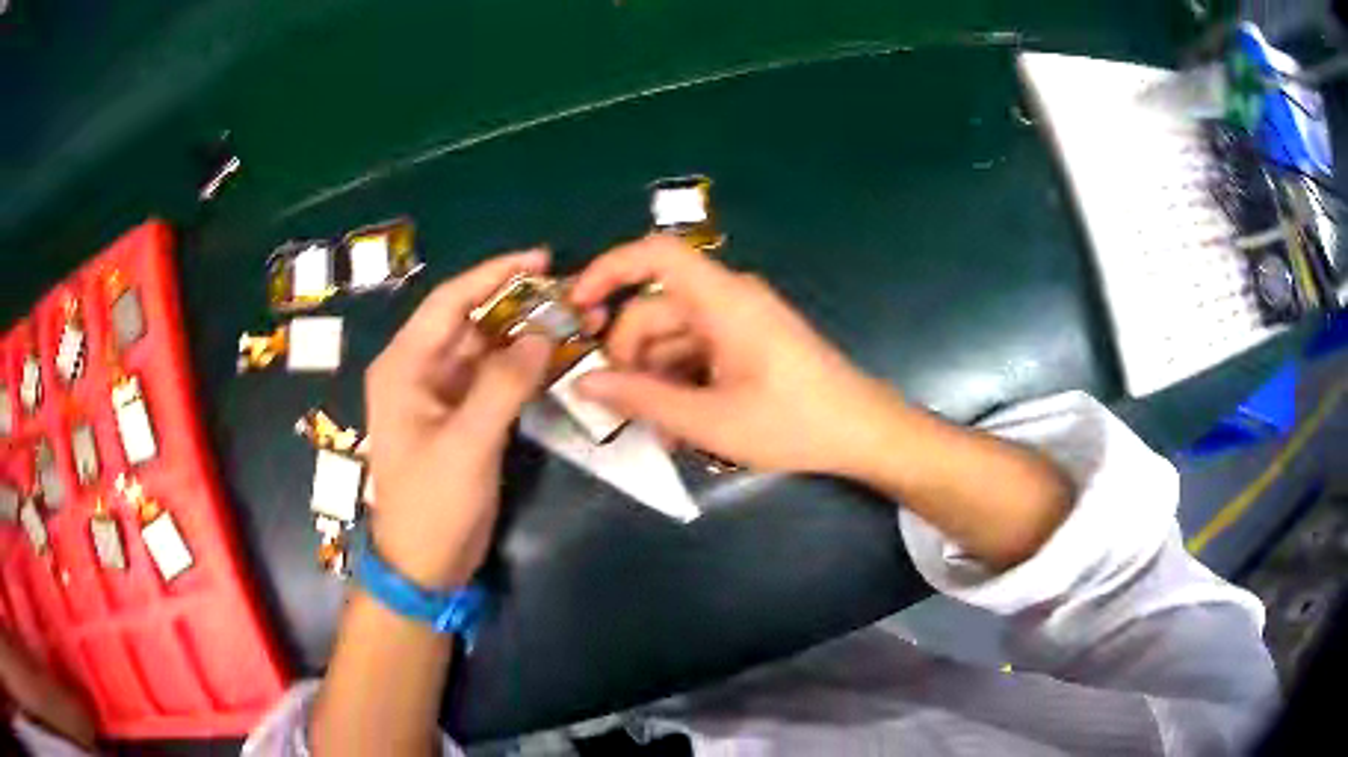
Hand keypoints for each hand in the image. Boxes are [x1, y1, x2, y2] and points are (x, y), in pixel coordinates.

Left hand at [364, 251, 552, 589]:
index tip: (542, 259)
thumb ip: (503, 385)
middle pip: (473, 321)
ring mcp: (443, 395)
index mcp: (405, 366)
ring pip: (488, 349)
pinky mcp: (463, 417)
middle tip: (573, 295)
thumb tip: (542, 334)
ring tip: (577, 322)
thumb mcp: (466, 444)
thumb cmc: (432, 505)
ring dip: (528, 336)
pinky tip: (558, 359)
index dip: (494, 275)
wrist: (425, 565)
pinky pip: (496, 379)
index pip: (450, 302)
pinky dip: (525, 368)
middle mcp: (420, 370)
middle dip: (521, 306)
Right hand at [568, 236, 908, 474]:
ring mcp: (740, 322)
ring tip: (654, 430)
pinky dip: (680, 382)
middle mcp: (728, 300)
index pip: (655, 254)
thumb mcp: (711, 420)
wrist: (863, 433)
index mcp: (722, 300)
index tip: (577, 308)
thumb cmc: (793, 423)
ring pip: (673, 337)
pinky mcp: (748, 343)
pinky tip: (678, 425)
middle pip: (655, 309)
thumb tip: (585, 383)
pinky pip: (698, 352)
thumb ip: (643, 399)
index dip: (608, 270)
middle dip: (628, 355)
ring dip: (654, 378)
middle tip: (617, 407)